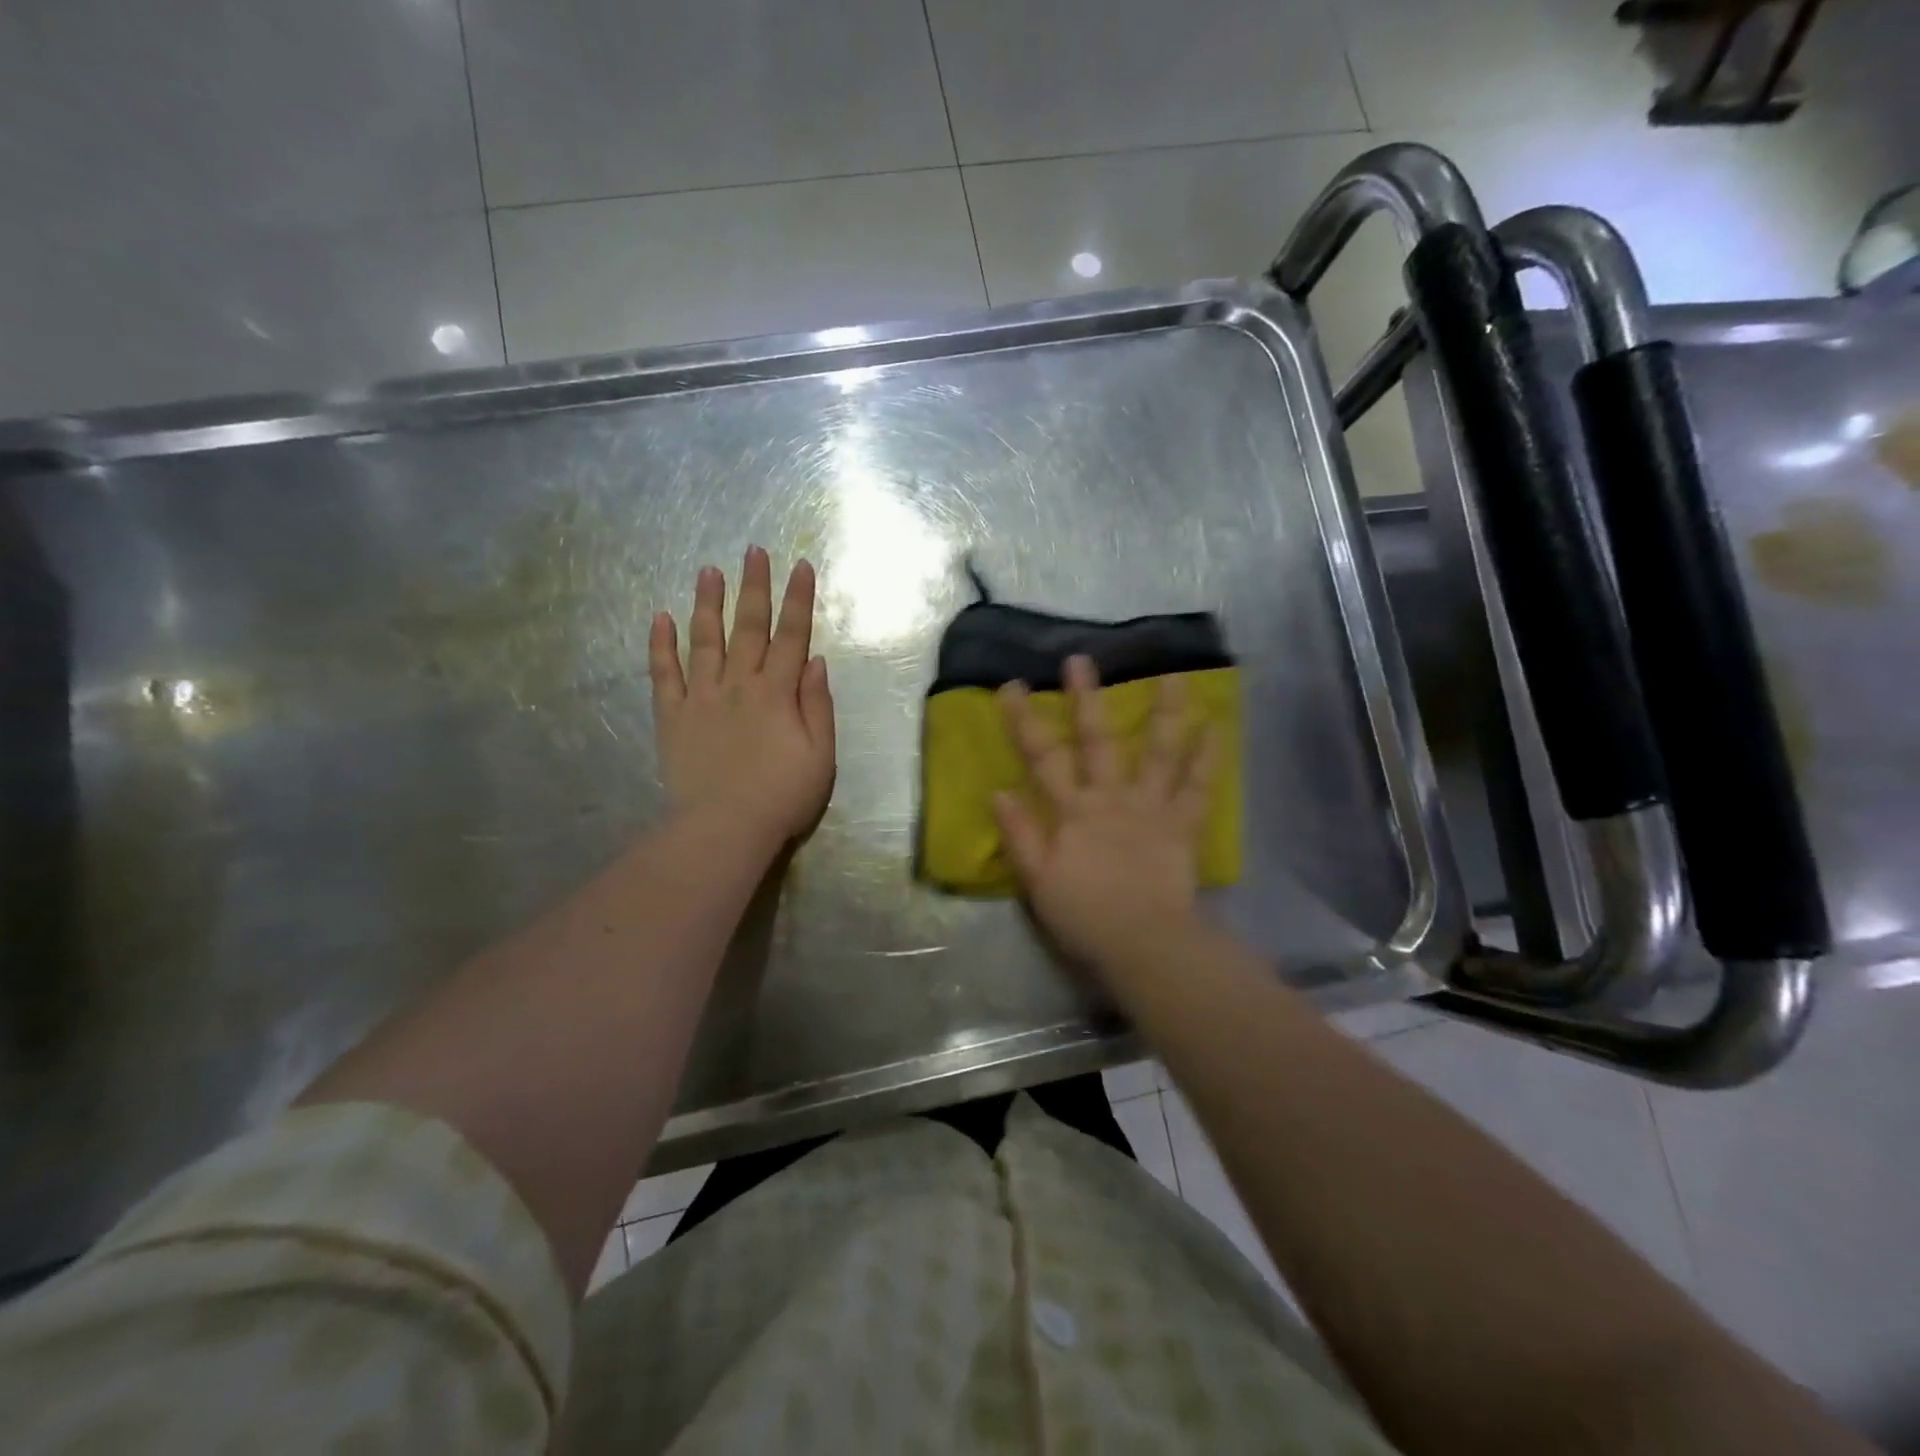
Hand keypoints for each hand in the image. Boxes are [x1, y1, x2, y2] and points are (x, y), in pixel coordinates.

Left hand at [649, 547, 835, 847]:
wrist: (725, 828)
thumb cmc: (783, 796)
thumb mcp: (821, 756)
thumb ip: (818, 706)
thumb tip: (815, 661)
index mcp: (777, 693)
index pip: (791, 636)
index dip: (798, 600)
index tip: (800, 566)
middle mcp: (739, 684)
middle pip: (748, 627)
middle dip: (754, 587)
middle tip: (753, 551)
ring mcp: (701, 697)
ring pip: (705, 640)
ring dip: (707, 603)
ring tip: (708, 570)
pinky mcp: (672, 716)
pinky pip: (664, 674)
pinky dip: (661, 645)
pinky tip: (660, 617)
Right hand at [993, 655, 1215, 970]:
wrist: (1143, 944)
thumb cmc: (1084, 916)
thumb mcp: (1038, 882)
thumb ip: (1020, 835)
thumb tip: (999, 791)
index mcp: (1072, 812)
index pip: (1042, 758)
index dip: (1025, 721)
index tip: (1012, 686)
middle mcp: (1111, 798)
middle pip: (1097, 741)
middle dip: (1085, 699)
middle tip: (1080, 660)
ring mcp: (1151, 808)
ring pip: (1158, 752)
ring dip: (1165, 713)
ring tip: (1174, 675)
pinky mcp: (1182, 825)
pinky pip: (1198, 788)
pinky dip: (1208, 758)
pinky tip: (1216, 726)